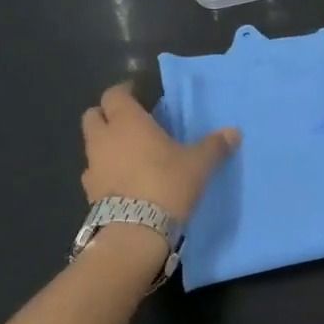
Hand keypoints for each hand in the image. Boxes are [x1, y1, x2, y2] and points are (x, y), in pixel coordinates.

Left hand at [81, 82, 238, 221]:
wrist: (135, 231)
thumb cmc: (167, 184)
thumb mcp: (198, 164)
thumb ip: (214, 146)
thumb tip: (234, 132)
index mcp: (127, 122)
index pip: (114, 94)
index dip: (124, 91)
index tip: (137, 93)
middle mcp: (104, 138)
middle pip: (93, 116)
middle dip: (107, 115)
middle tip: (129, 121)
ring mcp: (92, 165)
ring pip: (92, 144)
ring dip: (105, 144)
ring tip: (128, 153)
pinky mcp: (88, 192)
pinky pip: (94, 172)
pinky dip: (104, 171)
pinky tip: (122, 180)